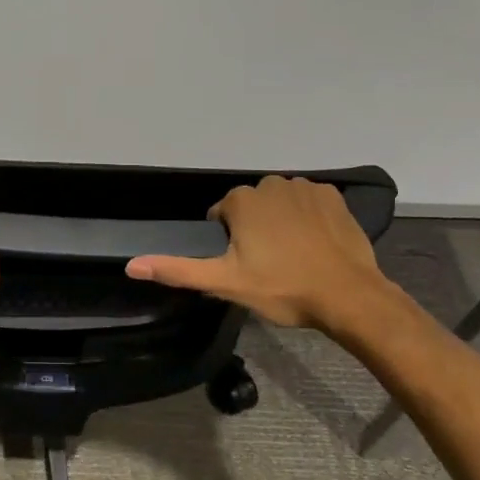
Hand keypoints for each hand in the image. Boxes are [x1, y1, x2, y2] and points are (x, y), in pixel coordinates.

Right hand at [126, 175, 414, 332]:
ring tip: (293, 256)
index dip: (228, 242)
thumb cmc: (283, 288)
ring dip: (281, 221)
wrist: (348, 295)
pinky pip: (310, 202)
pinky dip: (309, 217)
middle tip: (268, 265)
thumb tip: (131, 265)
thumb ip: (178, 270)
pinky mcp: (333, 196)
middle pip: (251, 206)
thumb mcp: (225, 283)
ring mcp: (305, 187)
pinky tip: (315, 243)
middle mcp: (270, 184)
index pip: (222, 215)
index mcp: (242, 201)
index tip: (244, 266)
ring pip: (280, 202)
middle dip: (254, 229)